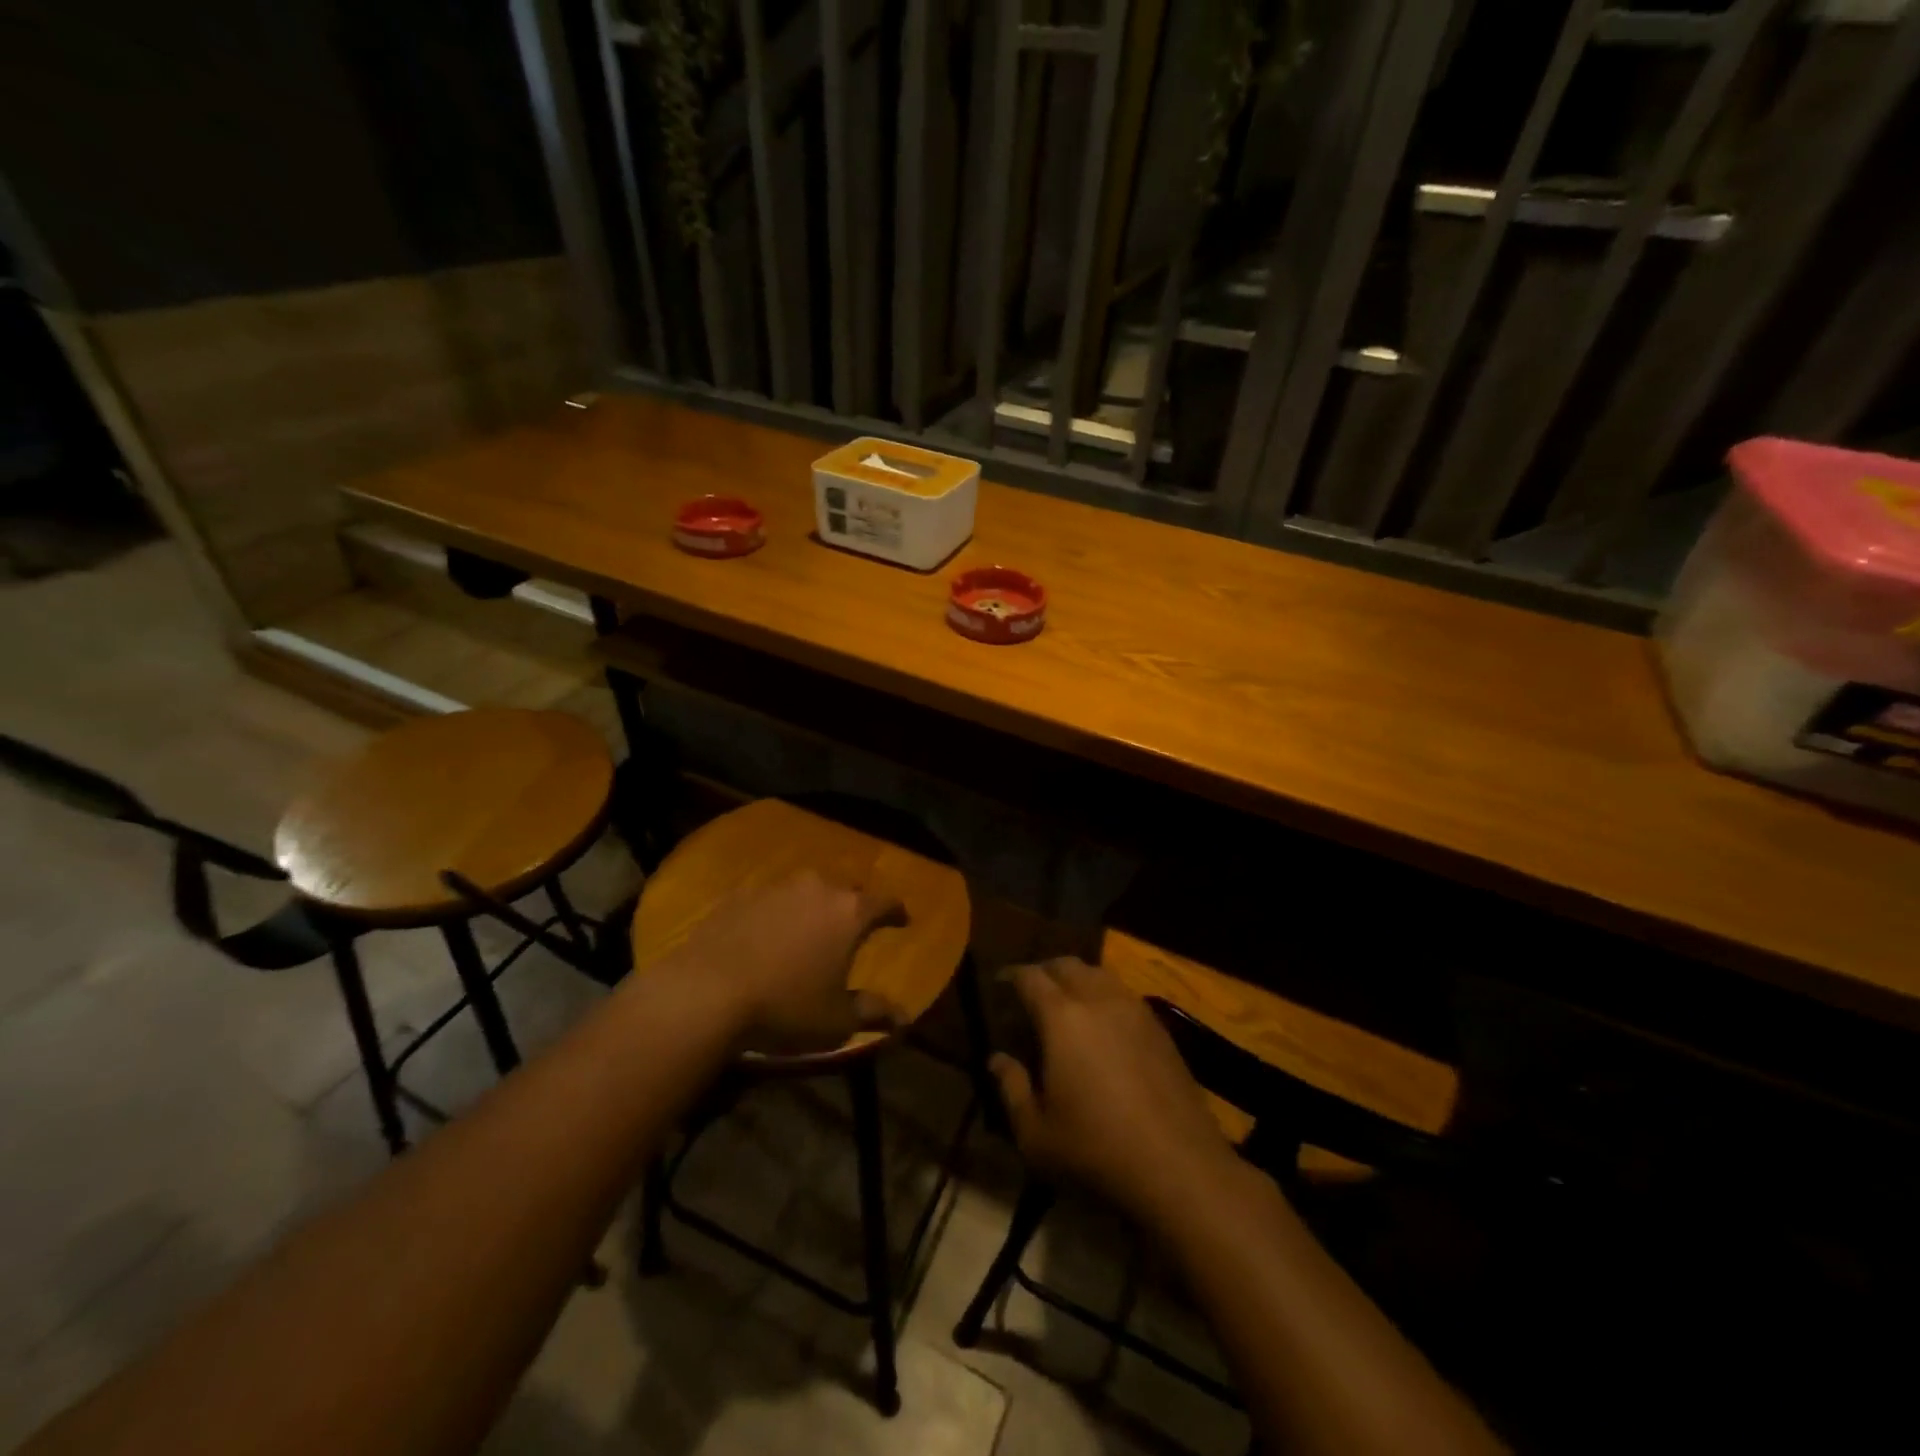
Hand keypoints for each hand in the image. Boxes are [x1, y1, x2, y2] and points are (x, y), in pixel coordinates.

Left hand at [663, 872, 906, 1054]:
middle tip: (852, 928)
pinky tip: (766, 935)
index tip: (902, 920)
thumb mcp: (836, 1021)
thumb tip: (904, 1018)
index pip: (885, 902)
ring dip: (813, 907)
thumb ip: (873, 1012)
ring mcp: (776, 888)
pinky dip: (776, 913)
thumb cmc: (785, 1006)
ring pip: (806, 890)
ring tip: (808, 930)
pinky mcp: (740, 896)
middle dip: (853, 907)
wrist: (706, 992)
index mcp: (849, 912)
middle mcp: (817, 888)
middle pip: (846, 890)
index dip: (896, 912)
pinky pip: (769, 900)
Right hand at [993, 957, 1238, 1221]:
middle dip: (1044, 971)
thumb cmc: (1096, 1150)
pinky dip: (1105, 996)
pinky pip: (1124, 994)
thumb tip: (997, 1059)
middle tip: (1031, 992)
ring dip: (1078, 979)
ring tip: (1067, 1003)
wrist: (1179, 1166)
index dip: (1011, 976)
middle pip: (1067, 965)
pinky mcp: (1160, 1028)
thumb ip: (1011, 1089)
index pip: (1030, 977)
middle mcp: (1098, 1000)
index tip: (1000, 984)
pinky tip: (1104, 1025)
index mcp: (1061, 1017)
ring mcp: (1134, 1010)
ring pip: (1099, 974)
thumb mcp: (1035, 1134)